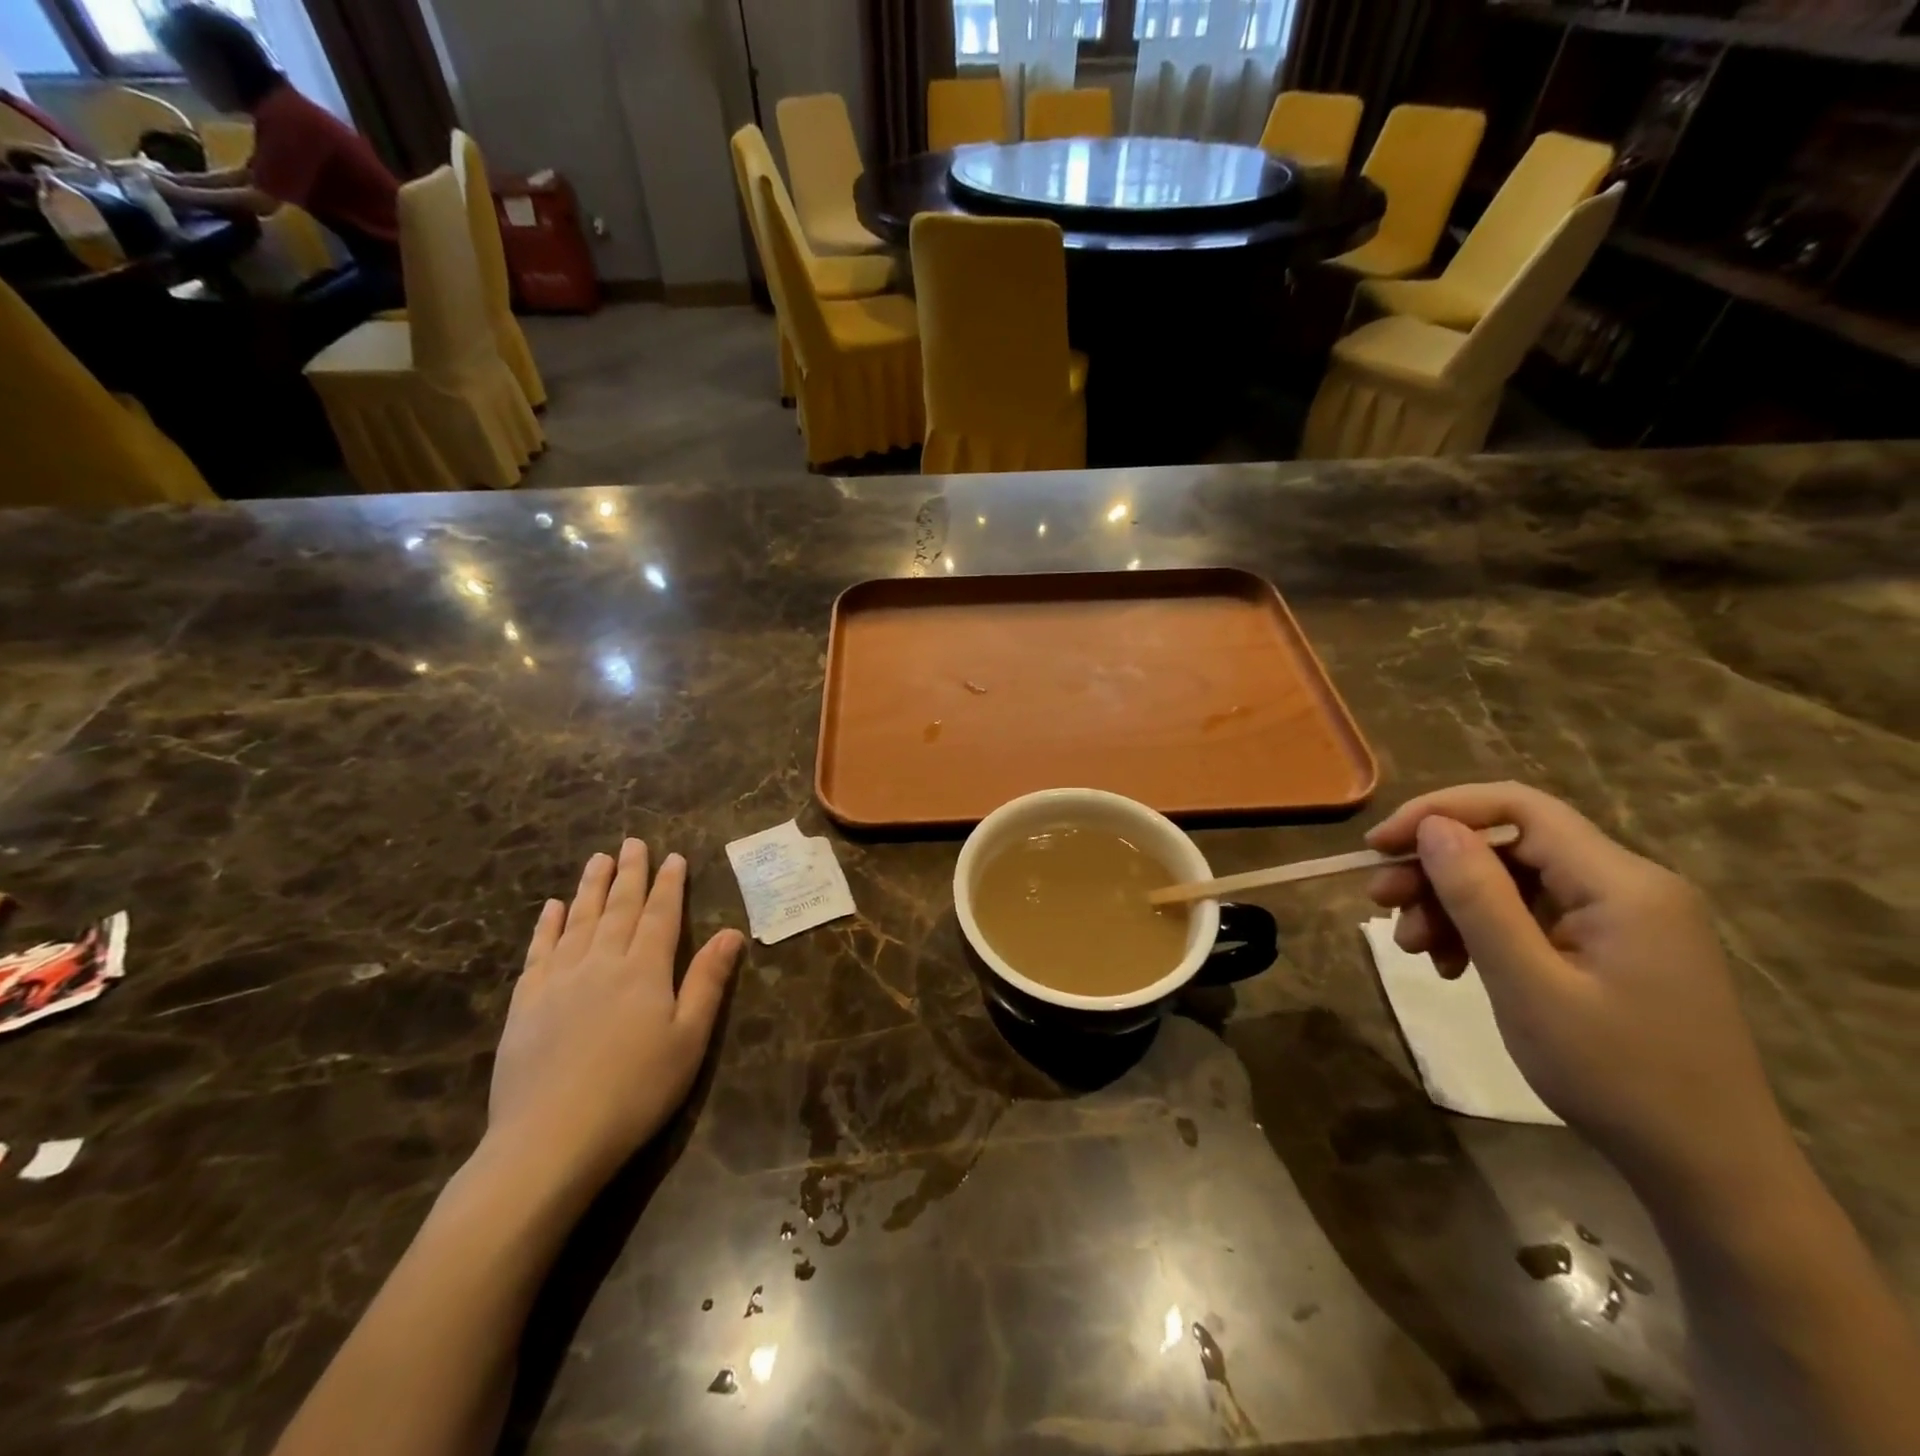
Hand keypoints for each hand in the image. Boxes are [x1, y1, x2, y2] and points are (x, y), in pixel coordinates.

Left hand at [485, 840, 743, 1193]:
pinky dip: (547, 925)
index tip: (673, 857)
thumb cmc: (635, 1090)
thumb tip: (733, 932)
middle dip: (629, 873)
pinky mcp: (525, 1003)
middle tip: (632, 842)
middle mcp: (601, 962)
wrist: (551, 1139)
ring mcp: (558, 980)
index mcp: (645, 970)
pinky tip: (552, 908)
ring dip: (590, 887)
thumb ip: (708, 981)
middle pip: (618, 908)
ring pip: (578, 920)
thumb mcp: (689, 1039)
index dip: (669, 885)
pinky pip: (539, 951)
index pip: (660, 915)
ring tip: (597, 859)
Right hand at [1365, 783, 1794, 1206]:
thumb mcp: (1528, 985)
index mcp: (1621, 883)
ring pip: (1513, 880)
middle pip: (1510, 844)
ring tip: (1414, 948)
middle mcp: (1628, 885)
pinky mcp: (1613, 948)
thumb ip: (1478, 898)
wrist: (1710, 1174)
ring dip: (1451, 904)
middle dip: (1436, 868)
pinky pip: (1531, 915)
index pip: (1517, 807)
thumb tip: (1431, 827)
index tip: (1378, 846)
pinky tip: (1453, 965)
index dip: (1439, 812)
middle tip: (1379, 904)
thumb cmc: (1616, 1077)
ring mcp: (1624, 918)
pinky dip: (1482, 930)